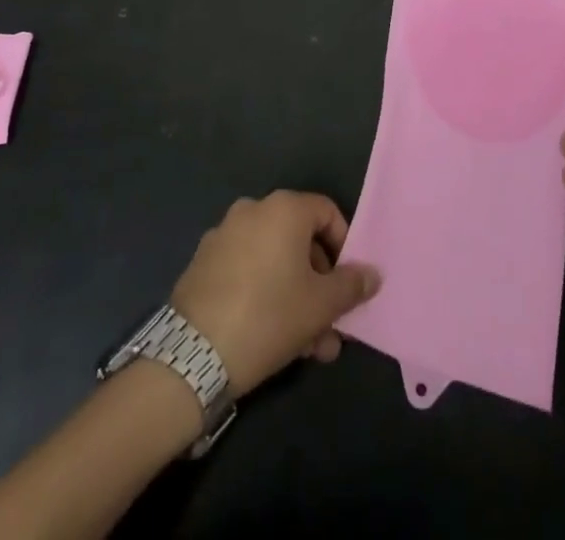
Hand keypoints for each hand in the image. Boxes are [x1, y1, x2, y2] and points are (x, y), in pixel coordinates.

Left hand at [171, 192, 381, 398]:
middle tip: (330, 326)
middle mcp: (253, 210)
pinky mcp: (203, 264)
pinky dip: (265, 295)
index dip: (344, 247)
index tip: (347, 286)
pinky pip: (247, 271)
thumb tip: (373, 274)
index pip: (327, 213)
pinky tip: (272, 338)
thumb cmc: (268, 316)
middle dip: (320, 285)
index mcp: (284, 208)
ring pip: (274, 262)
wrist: (192, 355)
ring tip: (307, 347)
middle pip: (300, 241)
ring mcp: (223, 235)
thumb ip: (351, 285)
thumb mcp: (321, 305)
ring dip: (296, 297)